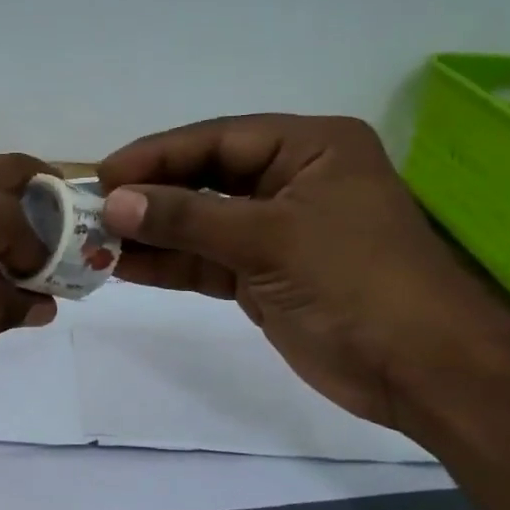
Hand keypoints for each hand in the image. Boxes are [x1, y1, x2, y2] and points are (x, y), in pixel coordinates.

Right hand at [98, 115, 509, 432]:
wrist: (420, 370)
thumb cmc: (357, 283)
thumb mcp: (270, 239)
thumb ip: (189, 218)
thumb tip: (114, 202)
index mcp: (309, 148)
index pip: (218, 139)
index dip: (157, 155)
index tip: (103, 175)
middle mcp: (291, 181)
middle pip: (205, 179)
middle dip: (150, 196)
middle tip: (89, 210)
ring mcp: (276, 232)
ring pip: (200, 224)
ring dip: (152, 233)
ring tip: (93, 242)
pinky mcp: (264, 276)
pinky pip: (206, 262)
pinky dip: (169, 265)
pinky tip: (124, 267)